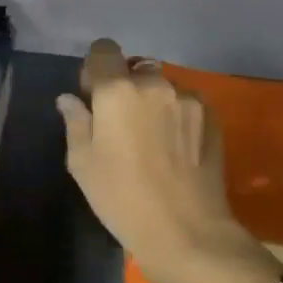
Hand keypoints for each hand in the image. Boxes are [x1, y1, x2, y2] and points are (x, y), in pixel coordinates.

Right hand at [57, 39, 277, 282]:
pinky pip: (185, 102)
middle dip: (126, 88)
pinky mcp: (211, 116)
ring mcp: (186, 98)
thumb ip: (75, 122)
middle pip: (134, 69)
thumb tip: (70, 99)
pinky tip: (176, 147)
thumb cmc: (122, 199)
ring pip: (161, 87)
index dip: (95, 69)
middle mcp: (153, 84)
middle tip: (123, 124)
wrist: (187, 233)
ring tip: (153, 139)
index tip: (94, 97)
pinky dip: (176, 115)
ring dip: (153, 101)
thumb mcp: (82, 163)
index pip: (103, 49)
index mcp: (116, 90)